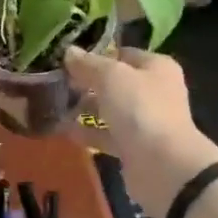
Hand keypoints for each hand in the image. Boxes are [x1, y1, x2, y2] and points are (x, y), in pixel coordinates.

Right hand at [65, 47, 217, 217]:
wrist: (163, 167)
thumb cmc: (141, 109)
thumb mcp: (111, 77)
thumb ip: (88, 64)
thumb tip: (69, 51)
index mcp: (156, 67)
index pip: (122, 53)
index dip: (95, 54)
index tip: (67, 60)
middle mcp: (153, 91)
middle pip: (115, 82)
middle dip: (86, 82)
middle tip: (55, 82)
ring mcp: (145, 121)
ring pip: (110, 109)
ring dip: (84, 107)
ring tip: (54, 104)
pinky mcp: (135, 147)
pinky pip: (107, 134)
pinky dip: (87, 132)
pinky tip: (62, 129)